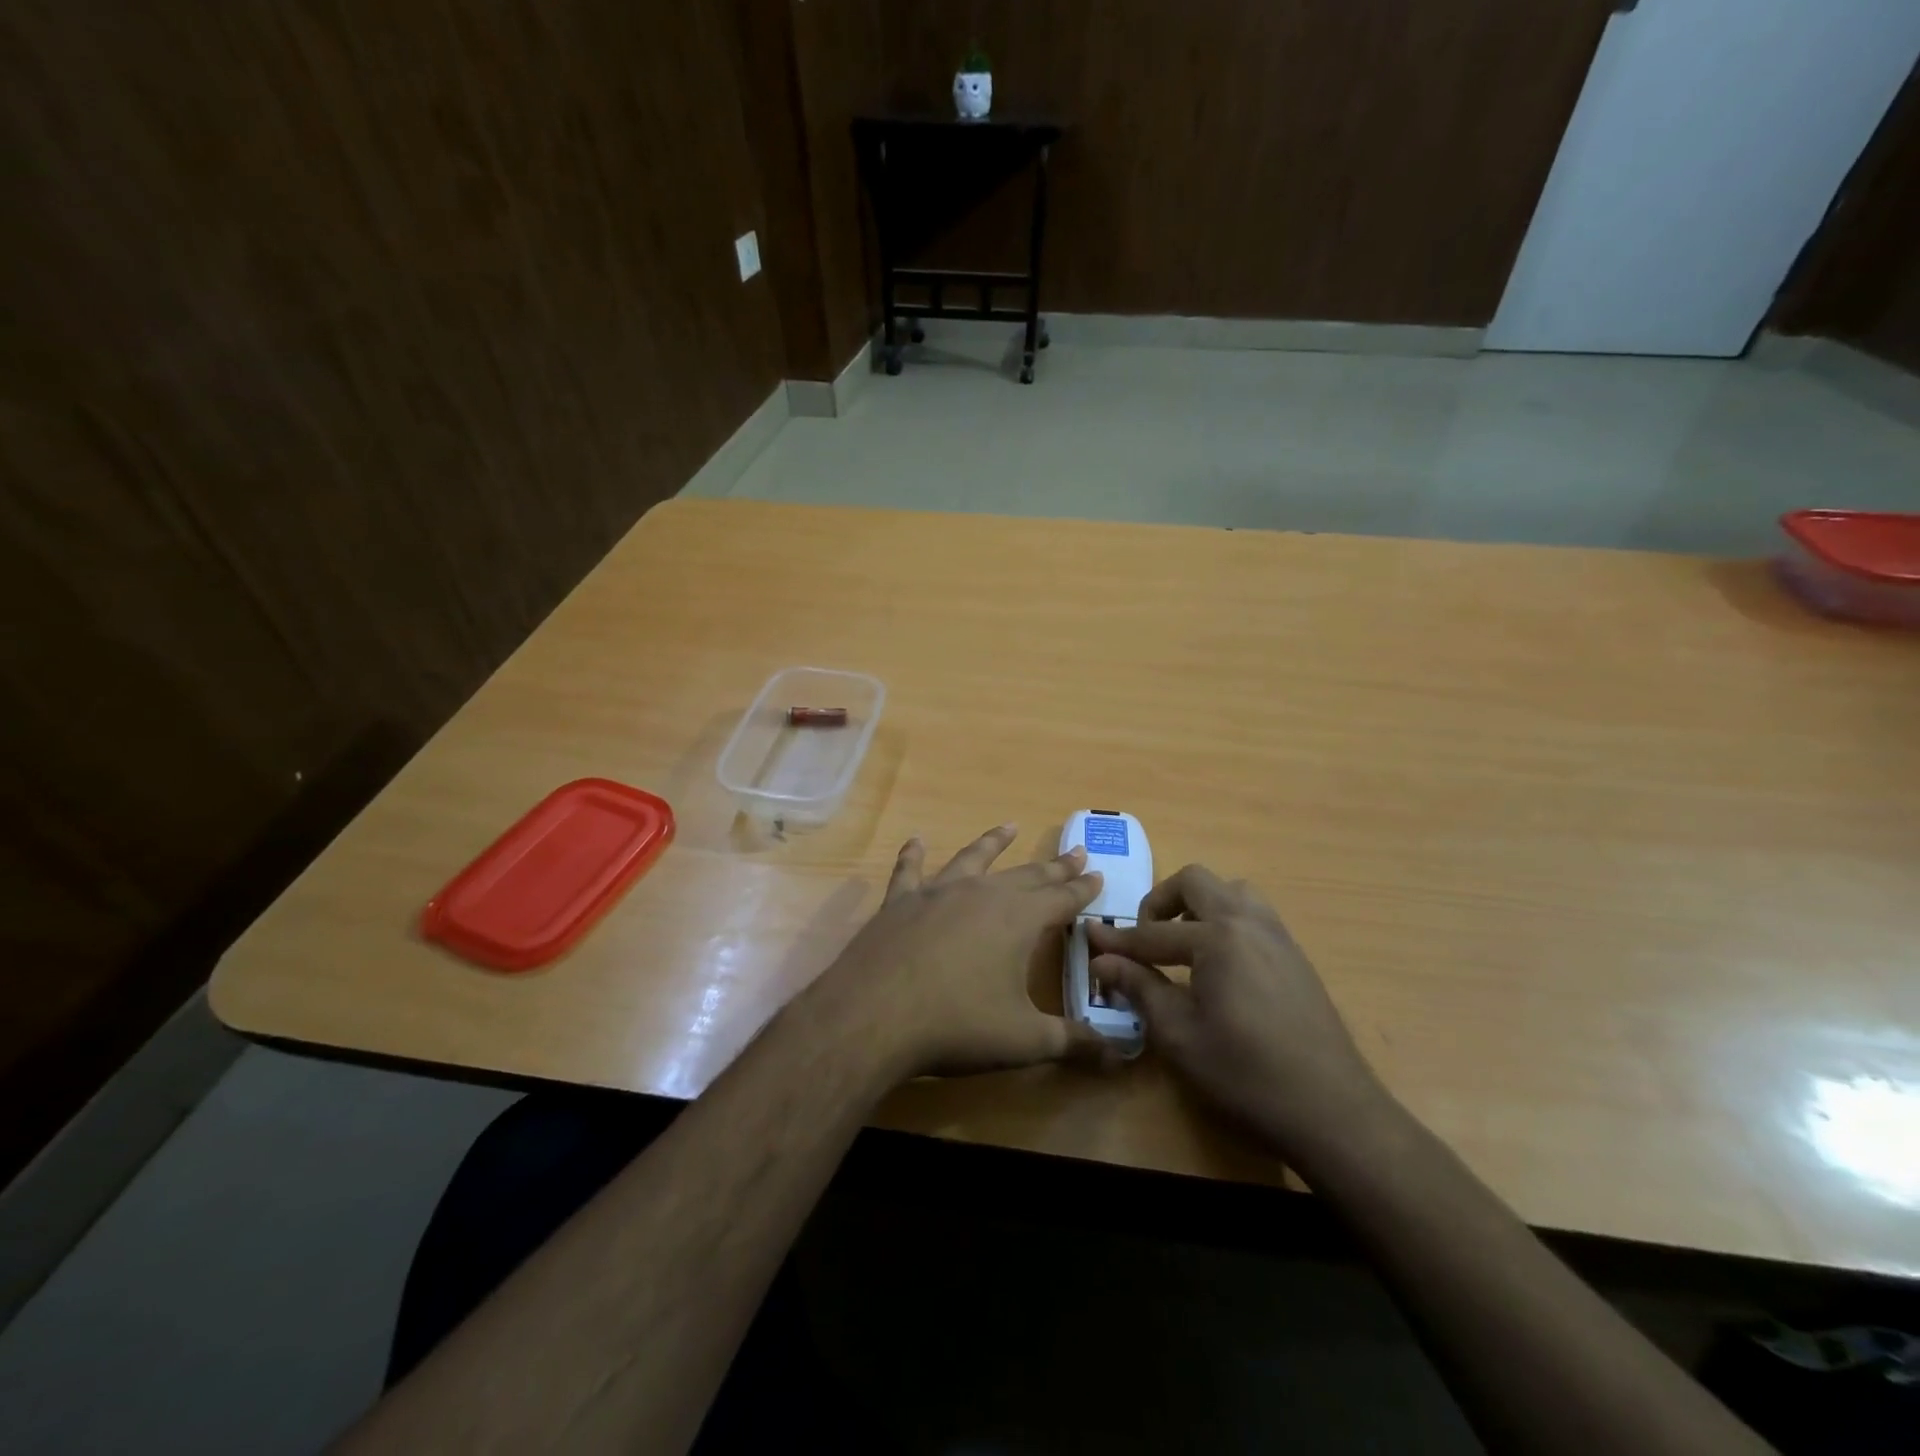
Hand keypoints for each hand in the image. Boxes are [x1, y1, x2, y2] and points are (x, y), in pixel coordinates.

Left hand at [808, 825, 1110, 1078]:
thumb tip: (1119, 1055)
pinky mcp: (899, 903)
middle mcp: (982, 895)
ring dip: (993, 843)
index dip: (1082, 889)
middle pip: (1026, 875)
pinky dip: (914, 855)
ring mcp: (937, 893)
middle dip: (1053, 866)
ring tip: (1009, 827)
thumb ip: (1073, 1043)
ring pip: (973, 860)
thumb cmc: (958, 1025)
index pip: (1061, 899)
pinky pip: (909, 871)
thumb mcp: (1024, 1041)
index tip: (1097, 873)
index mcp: (1018, 920)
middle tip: (1074, 851)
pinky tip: (916, 841)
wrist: (875, 1016)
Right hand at [1087, 865, 1391, 1155]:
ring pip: (1231, 891)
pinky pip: (1253, 915)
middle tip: (1145, 937)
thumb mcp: (1179, 1034)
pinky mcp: (1295, 955)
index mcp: (1217, 938)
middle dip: (1160, 901)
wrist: (1332, 1109)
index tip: (1089, 937)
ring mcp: (1278, 936)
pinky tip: (1218, 963)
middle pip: (1195, 882)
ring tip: (1183, 942)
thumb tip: (1102, 961)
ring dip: (1199, 904)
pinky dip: (1226, 921)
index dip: (1117, 940)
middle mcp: (1248, 922)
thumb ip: (1139, 988)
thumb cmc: (1244, 1072)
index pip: (1152, 933)